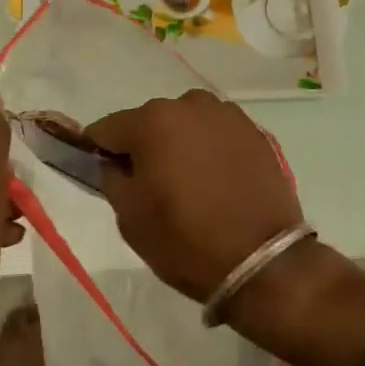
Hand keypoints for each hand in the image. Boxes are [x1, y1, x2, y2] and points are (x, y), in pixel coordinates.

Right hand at [86, 89, 301, 302]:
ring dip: (179, 143)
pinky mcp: (253, 130)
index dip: (100, 151)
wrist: (264, 262)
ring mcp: (225, 114)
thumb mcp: (130, 218)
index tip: (105, 173)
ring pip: (186, 123)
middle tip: (151, 185)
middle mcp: (189, 104)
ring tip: (189, 183)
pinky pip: (216, 133)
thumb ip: (112, 178)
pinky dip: (209, 149)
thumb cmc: (186, 240)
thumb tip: (113, 162)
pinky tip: (217, 180)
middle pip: (150, 121)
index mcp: (153, 120)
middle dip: (144, 146)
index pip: (108, 128)